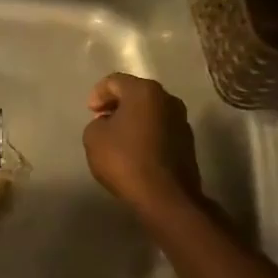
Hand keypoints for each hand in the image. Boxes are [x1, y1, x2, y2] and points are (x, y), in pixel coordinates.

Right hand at [82, 73, 204, 221]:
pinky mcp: (187, 142)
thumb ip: (97, 123)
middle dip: (117, 105)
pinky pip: (160, 129)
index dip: (97, 94)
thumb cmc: (125, 160)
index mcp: (144, 91)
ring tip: (118, 138)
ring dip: (133, 120)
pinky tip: (135, 152)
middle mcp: (168, 99)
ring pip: (150, 112)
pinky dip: (146, 134)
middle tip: (101, 121)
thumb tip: (109, 123)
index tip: (90, 113)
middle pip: (136, 94)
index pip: (114, 81)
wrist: (165, 196)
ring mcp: (181, 120)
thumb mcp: (93, 138)